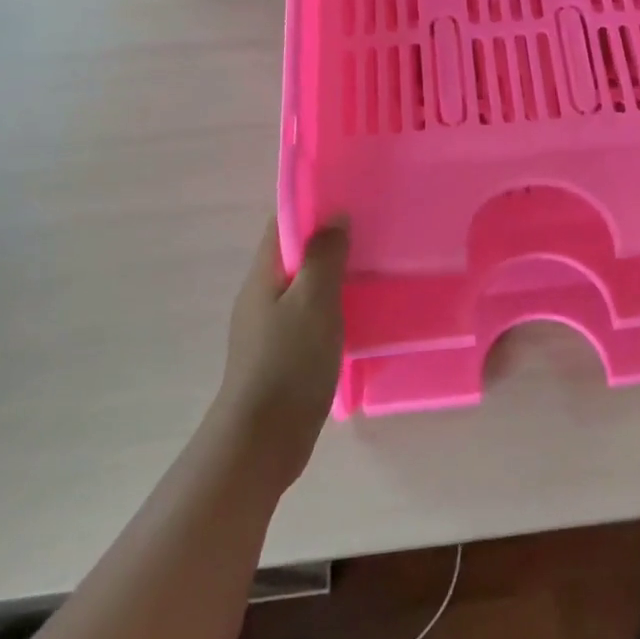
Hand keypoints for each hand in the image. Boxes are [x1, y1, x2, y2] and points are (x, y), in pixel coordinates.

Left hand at [214, 217, 348, 489]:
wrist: (263, 440)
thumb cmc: (288, 362)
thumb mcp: (313, 301)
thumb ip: (324, 256)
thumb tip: (335, 217)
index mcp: (264, 275)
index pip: (284, 225)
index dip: (313, 206)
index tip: (351, 197)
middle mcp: (263, 295)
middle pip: (297, 254)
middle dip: (330, 240)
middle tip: (374, 230)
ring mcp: (273, 327)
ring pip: (307, 286)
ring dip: (336, 274)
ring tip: (376, 266)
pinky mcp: (286, 354)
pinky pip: (312, 315)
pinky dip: (335, 306)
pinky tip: (362, 312)